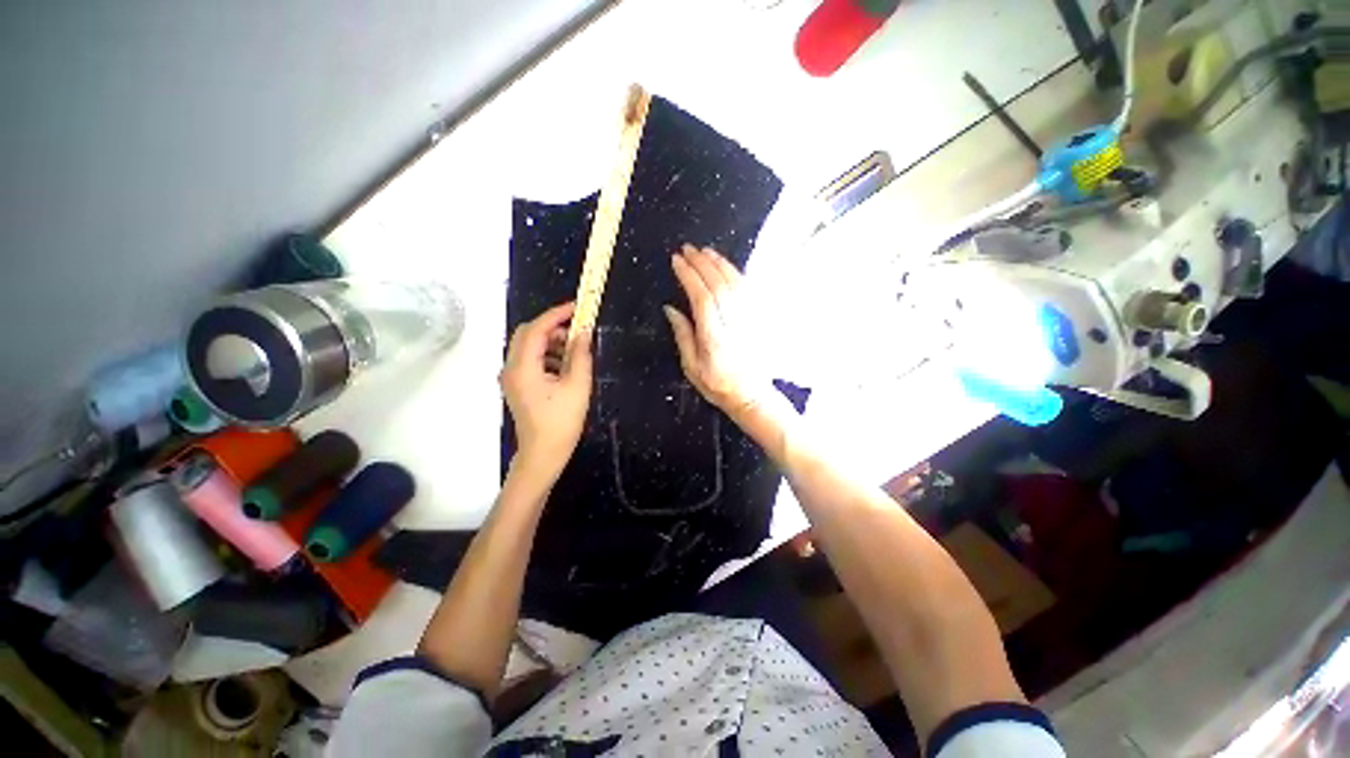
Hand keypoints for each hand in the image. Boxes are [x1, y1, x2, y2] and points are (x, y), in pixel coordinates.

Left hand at [501, 302, 593, 481]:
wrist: (543, 453)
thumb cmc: (561, 422)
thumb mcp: (577, 386)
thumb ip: (580, 355)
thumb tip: (584, 332)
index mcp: (523, 367)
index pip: (537, 329)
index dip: (557, 314)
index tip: (577, 307)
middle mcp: (511, 368)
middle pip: (528, 334)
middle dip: (553, 327)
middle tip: (578, 328)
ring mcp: (512, 377)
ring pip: (529, 346)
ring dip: (552, 341)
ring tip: (576, 349)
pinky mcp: (518, 385)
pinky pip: (531, 359)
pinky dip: (548, 355)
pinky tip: (567, 365)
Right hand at [664, 245, 768, 417]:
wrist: (751, 394)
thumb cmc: (718, 384)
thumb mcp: (692, 367)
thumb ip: (683, 335)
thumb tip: (671, 309)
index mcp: (715, 338)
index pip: (702, 298)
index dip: (689, 276)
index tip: (676, 261)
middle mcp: (733, 324)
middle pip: (718, 285)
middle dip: (701, 264)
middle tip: (687, 250)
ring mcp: (748, 320)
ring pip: (734, 283)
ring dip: (718, 264)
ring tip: (704, 252)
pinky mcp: (757, 318)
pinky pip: (747, 289)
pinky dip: (734, 273)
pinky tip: (725, 266)